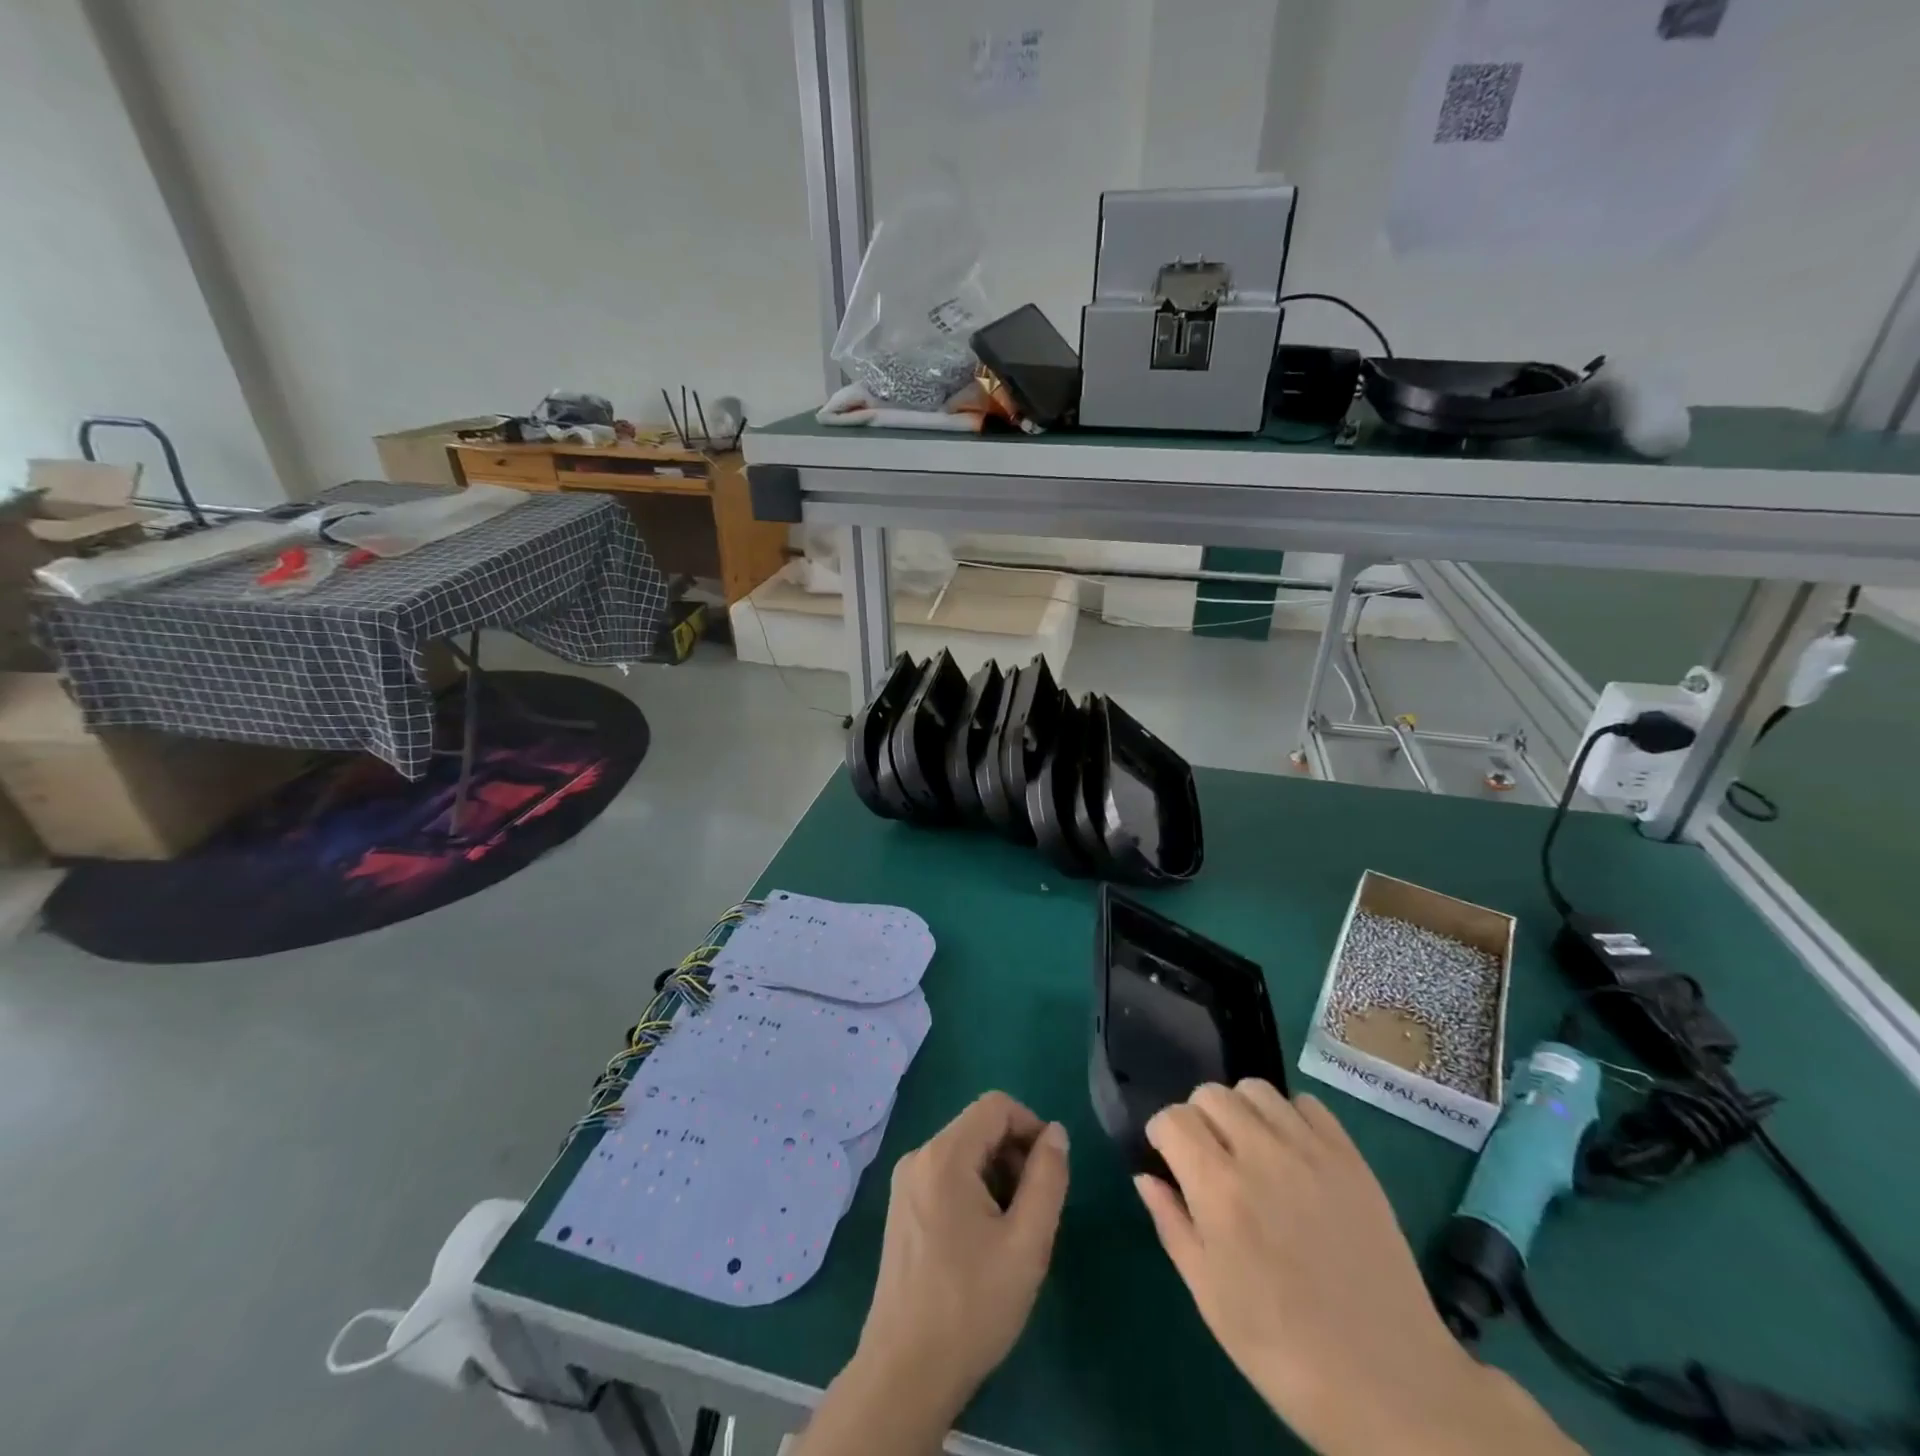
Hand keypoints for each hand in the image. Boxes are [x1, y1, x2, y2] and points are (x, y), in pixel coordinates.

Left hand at [858, 1091, 1069, 1415]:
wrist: (905, 1373)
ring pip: (964, 1153)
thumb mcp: (1027, 1242)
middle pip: (979, 1127)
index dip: (1031, 1127)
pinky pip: (946, 1176)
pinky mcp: (901, 1209)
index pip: (996, 1106)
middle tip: (1034, 1210)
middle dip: (1015, 1155)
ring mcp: (905, 1183)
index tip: (1050, 1172)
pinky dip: (974, 1191)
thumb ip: (1048, 1178)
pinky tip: (983, 1241)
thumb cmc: (972, 1305)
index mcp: (944, 1155)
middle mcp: (919, 1157)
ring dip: (997, 1176)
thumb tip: (1056, 1133)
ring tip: (1011, 1231)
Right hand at [1138, 1083, 1580, 1455]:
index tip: (1169, 1159)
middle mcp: (1261, 1155)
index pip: (1173, 1119)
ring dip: (1241, 1110)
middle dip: (1198, 1117)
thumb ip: (1172, 1225)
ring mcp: (1310, 1152)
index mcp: (1219, 1190)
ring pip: (1256, 1089)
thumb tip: (1147, 1176)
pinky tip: (1292, 1154)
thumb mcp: (1210, 1298)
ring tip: (1249, 1149)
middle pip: (1210, 1094)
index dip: (1163, 1135)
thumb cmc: (1284, 1351)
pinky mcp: (1350, 1158)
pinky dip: (1289, 1116)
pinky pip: (1307, 1105)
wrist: (1391, 1386)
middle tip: (1209, 1157)